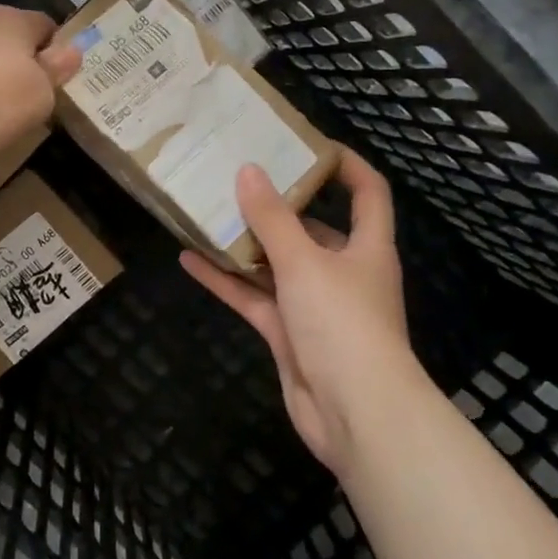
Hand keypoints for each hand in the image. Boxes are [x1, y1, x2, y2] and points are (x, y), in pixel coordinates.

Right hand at [181, 149, 426, 480]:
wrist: (355, 415)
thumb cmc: (343, 323)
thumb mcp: (305, 262)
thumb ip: (273, 218)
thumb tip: (248, 171)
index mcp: (366, 247)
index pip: (367, 193)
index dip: (345, 164)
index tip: (307, 144)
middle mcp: (343, 271)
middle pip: (311, 228)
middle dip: (277, 205)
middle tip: (237, 177)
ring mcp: (314, 305)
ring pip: (276, 264)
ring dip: (244, 243)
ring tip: (206, 211)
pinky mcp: (289, 334)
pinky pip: (254, 297)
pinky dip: (226, 281)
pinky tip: (190, 259)